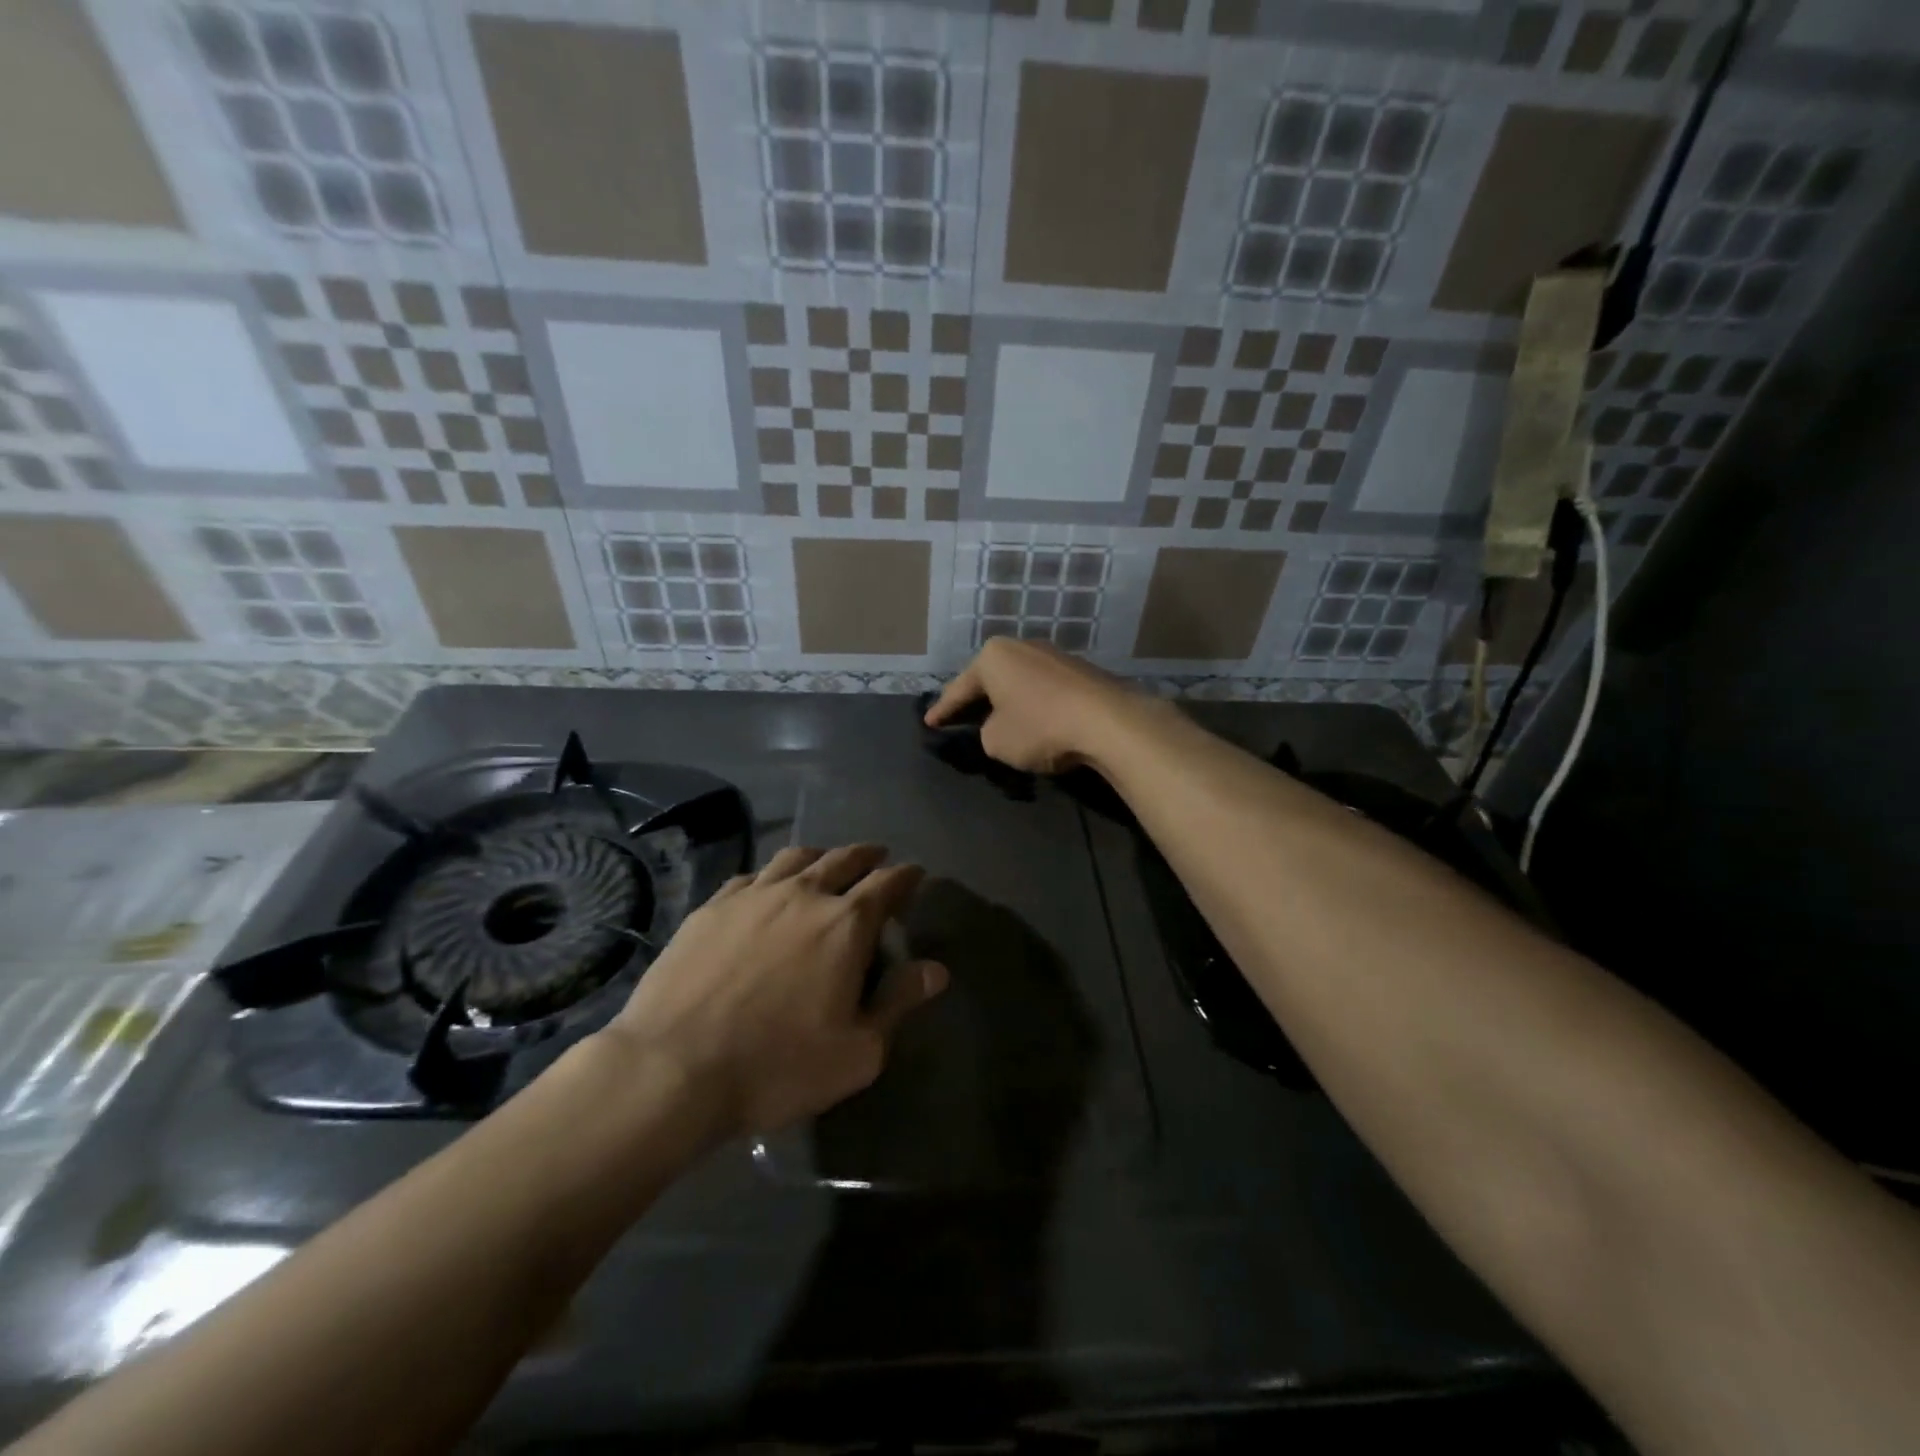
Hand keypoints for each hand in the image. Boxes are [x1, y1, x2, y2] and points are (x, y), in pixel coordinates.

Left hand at [605, 845, 947, 1140]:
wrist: (673, 1069)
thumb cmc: (777, 1066)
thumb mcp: (857, 1051)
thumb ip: (899, 1003)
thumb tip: (936, 969)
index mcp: (845, 924)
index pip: (887, 884)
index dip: (906, 876)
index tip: (915, 874)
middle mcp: (802, 895)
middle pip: (842, 859)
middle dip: (866, 856)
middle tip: (877, 857)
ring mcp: (752, 896)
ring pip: (795, 858)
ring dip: (820, 855)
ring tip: (826, 861)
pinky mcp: (711, 908)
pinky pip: (750, 877)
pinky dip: (771, 876)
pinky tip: (766, 888)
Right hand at [924, 638, 1161, 774]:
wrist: (1108, 722)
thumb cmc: (1039, 727)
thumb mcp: (996, 741)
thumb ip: (986, 732)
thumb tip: (1000, 726)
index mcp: (994, 657)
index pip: (959, 688)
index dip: (942, 710)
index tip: (929, 723)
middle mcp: (1023, 647)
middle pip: (991, 678)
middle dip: (977, 699)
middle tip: (960, 716)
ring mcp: (1056, 656)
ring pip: (1020, 682)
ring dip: (1009, 701)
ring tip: (999, 719)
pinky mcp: (1082, 672)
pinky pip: (1046, 690)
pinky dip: (1035, 705)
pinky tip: (1036, 720)